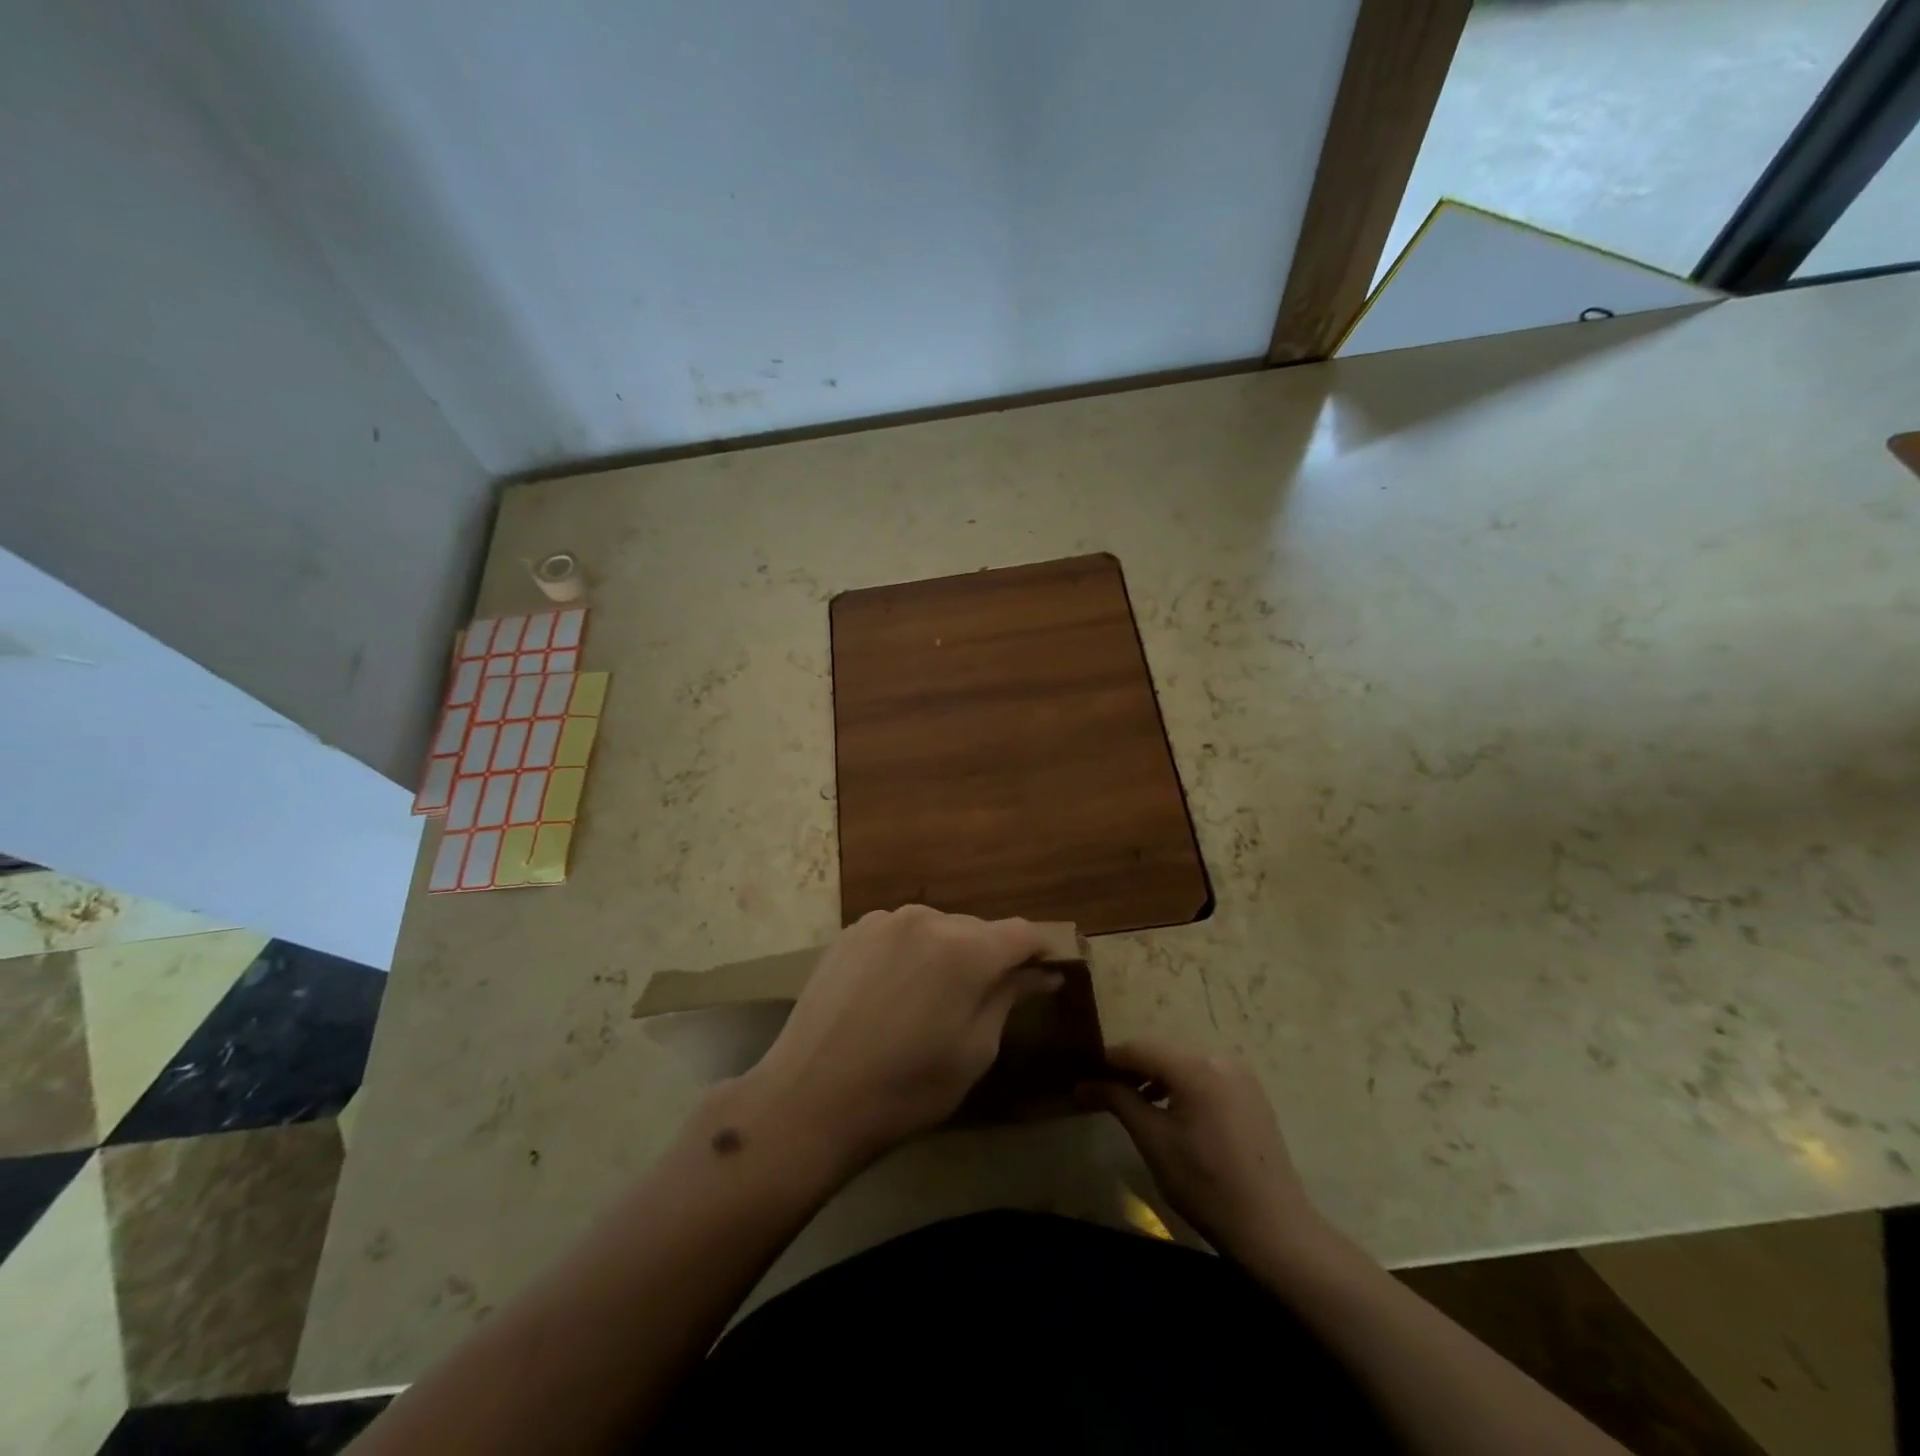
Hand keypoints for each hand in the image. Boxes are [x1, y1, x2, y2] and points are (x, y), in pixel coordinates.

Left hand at [738, 905, 1058, 1172]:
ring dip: (948, 953)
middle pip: (978, 929)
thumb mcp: (975, 1051)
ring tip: (932, 1000)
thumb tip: (1041, 973)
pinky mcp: (851, 931)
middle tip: (986, 999)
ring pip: (937, 928)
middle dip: (991, 957)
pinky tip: (894, 992)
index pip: (1022, 933)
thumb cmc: (906, 1088)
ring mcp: (884, 920)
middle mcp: (927, 918)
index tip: (1045, 974)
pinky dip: (911, 953)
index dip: (1040, 951)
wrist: (810, 1098)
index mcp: (965, 948)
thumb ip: (1009, 998)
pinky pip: (900, 933)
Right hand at [1080, 1039, 1331, 1268]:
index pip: (1140, 1048)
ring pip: (1183, 1064)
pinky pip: (1204, 1076)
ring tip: (1132, 1101)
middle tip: (1102, 1088)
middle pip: (1162, 1052)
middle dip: (1131, 1067)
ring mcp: (1240, 1075)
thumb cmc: (1206, 1186)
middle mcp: (1220, 1059)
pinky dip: (1181, 1085)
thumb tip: (1082, 1084)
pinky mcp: (1250, 1093)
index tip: (1083, 1072)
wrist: (1274, 1231)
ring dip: (1156, 1076)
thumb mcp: (1153, 1141)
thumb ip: (1118, 1100)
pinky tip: (1168, 1110)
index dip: (1109, 1058)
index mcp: (1196, 1067)